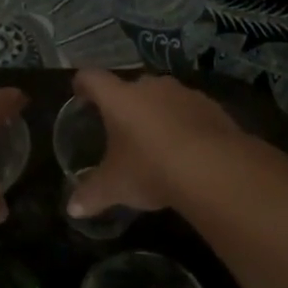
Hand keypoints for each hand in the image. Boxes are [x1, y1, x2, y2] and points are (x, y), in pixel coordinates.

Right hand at [66, 70, 241, 217]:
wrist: (215, 169)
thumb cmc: (150, 169)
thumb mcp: (114, 187)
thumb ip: (90, 195)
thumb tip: (73, 209)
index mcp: (119, 98)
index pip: (92, 78)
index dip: (83, 84)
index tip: (80, 93)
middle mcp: (150, 87)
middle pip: (131, 87)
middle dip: (125, 105)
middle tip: (121, 128)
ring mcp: (184, 93)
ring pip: (163, 98)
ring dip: (157, 114)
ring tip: (156, 141)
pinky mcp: (212, 107)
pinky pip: (190, 111)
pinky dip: (185, 125)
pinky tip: (187, 150)